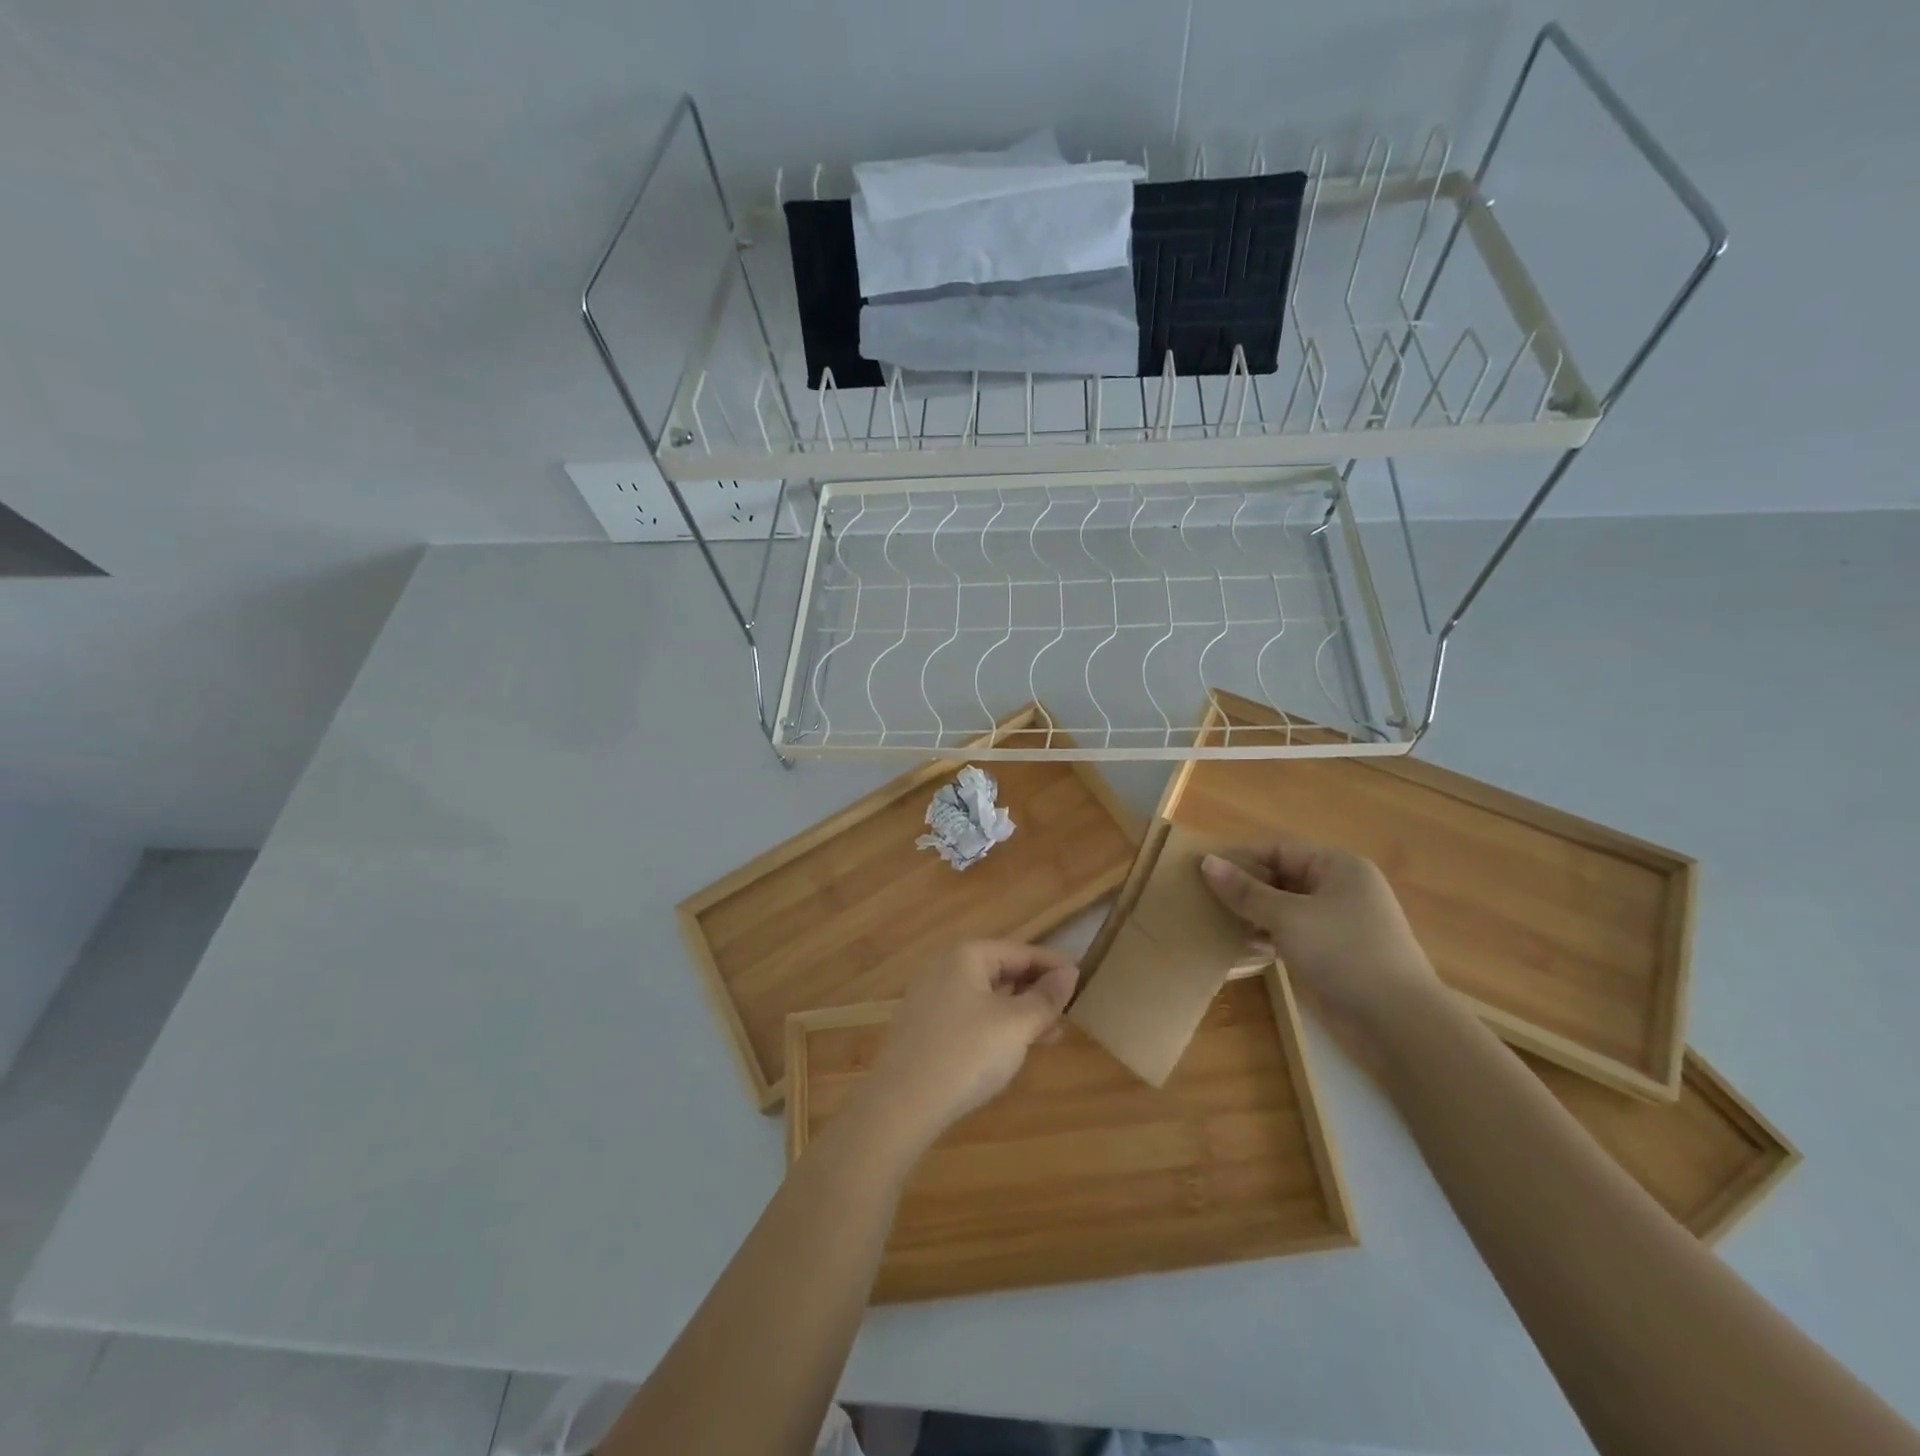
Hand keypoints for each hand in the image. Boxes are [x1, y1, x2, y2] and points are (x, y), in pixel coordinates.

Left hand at [861, 940, 1078, 1148]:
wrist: (901, 1104)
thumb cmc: (966, 1054)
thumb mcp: (1016, 1025)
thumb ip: (1045, 998)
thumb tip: (1069, 973)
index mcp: (966, 955)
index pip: (1020, 950)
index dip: (1053, 965)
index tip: (1084, 978)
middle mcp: (945, 966)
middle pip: (1001, 969)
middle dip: (1036, 990)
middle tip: (1070, 1009)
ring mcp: (931, 996)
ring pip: (986, 995)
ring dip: (1020, 1011)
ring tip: (1052, 1034)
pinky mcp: (924, 1025)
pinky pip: (970, 1013)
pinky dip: (996, 1024)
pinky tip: (1014, 1047)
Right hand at [1201, 837, 1439, 1060]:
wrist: (1398, 1023)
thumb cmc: (1343, 953)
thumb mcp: (1288, 917)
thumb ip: (1245, 891)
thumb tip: (1206, 862)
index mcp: (1339, 867)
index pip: (1279, 850)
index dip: (1242, 858)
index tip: (1202, 871)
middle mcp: (1342, 889)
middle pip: (1283, 877)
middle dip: (1246, 888)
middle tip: (1204, 898)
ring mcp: (1340, 924)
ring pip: (1286, 908)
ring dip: (1255, 915)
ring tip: (1216, 922)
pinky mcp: (1335, 954)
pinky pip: (1294, 935)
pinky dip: (1269, 937)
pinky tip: (1243, 947)